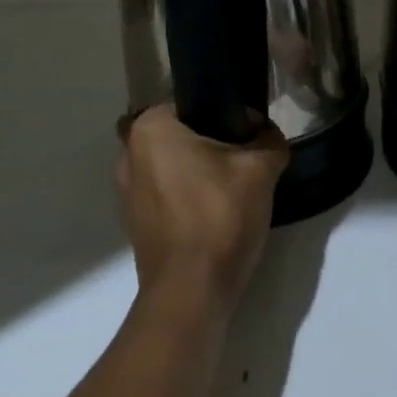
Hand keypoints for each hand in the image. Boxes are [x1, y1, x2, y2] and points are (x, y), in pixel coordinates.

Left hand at [117, 104, 288, 320]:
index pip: (194, 102)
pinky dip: (189, 197)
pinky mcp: (136, 223)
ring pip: (175, 165)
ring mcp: (128, 192)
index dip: (227, 113)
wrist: (190, 293)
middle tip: (246, 157)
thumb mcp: (259, 170)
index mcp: (151, 128)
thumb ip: (268, 140)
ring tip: (234, 187)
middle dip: (213, 142)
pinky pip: (168, 194)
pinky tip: (217, 212)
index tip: (250, 132)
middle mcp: (130, 153)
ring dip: (201, 172)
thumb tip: (265, 132)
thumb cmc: (218, 216)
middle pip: (183, 134)